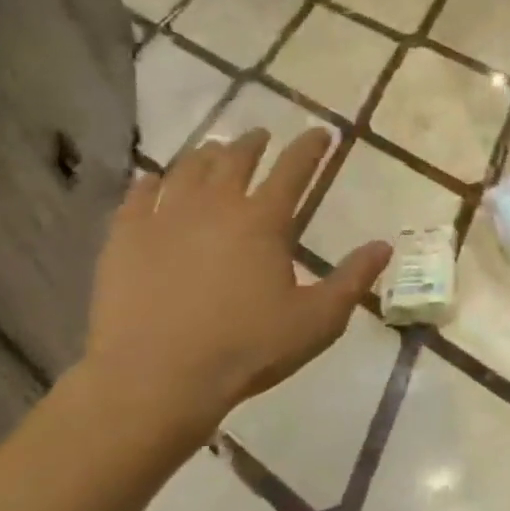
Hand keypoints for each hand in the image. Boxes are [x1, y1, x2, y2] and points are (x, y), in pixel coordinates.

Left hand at [81, 129, 390, 448]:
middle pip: (235, 159)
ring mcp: (164, 219)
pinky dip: (150, 183)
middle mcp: (215, 206)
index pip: (293, 170)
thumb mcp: (318, 320)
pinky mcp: (125, 239)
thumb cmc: (247, 348)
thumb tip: (383, 246)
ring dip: (205, 155)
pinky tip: (153, 180)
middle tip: (261, 135)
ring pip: (187, 170)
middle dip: (252, 143)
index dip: (310, 148)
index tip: (320, 133)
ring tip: (213, 149)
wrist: (156, 378)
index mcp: (263, 221)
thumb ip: (353, 279)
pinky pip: (138, 197)